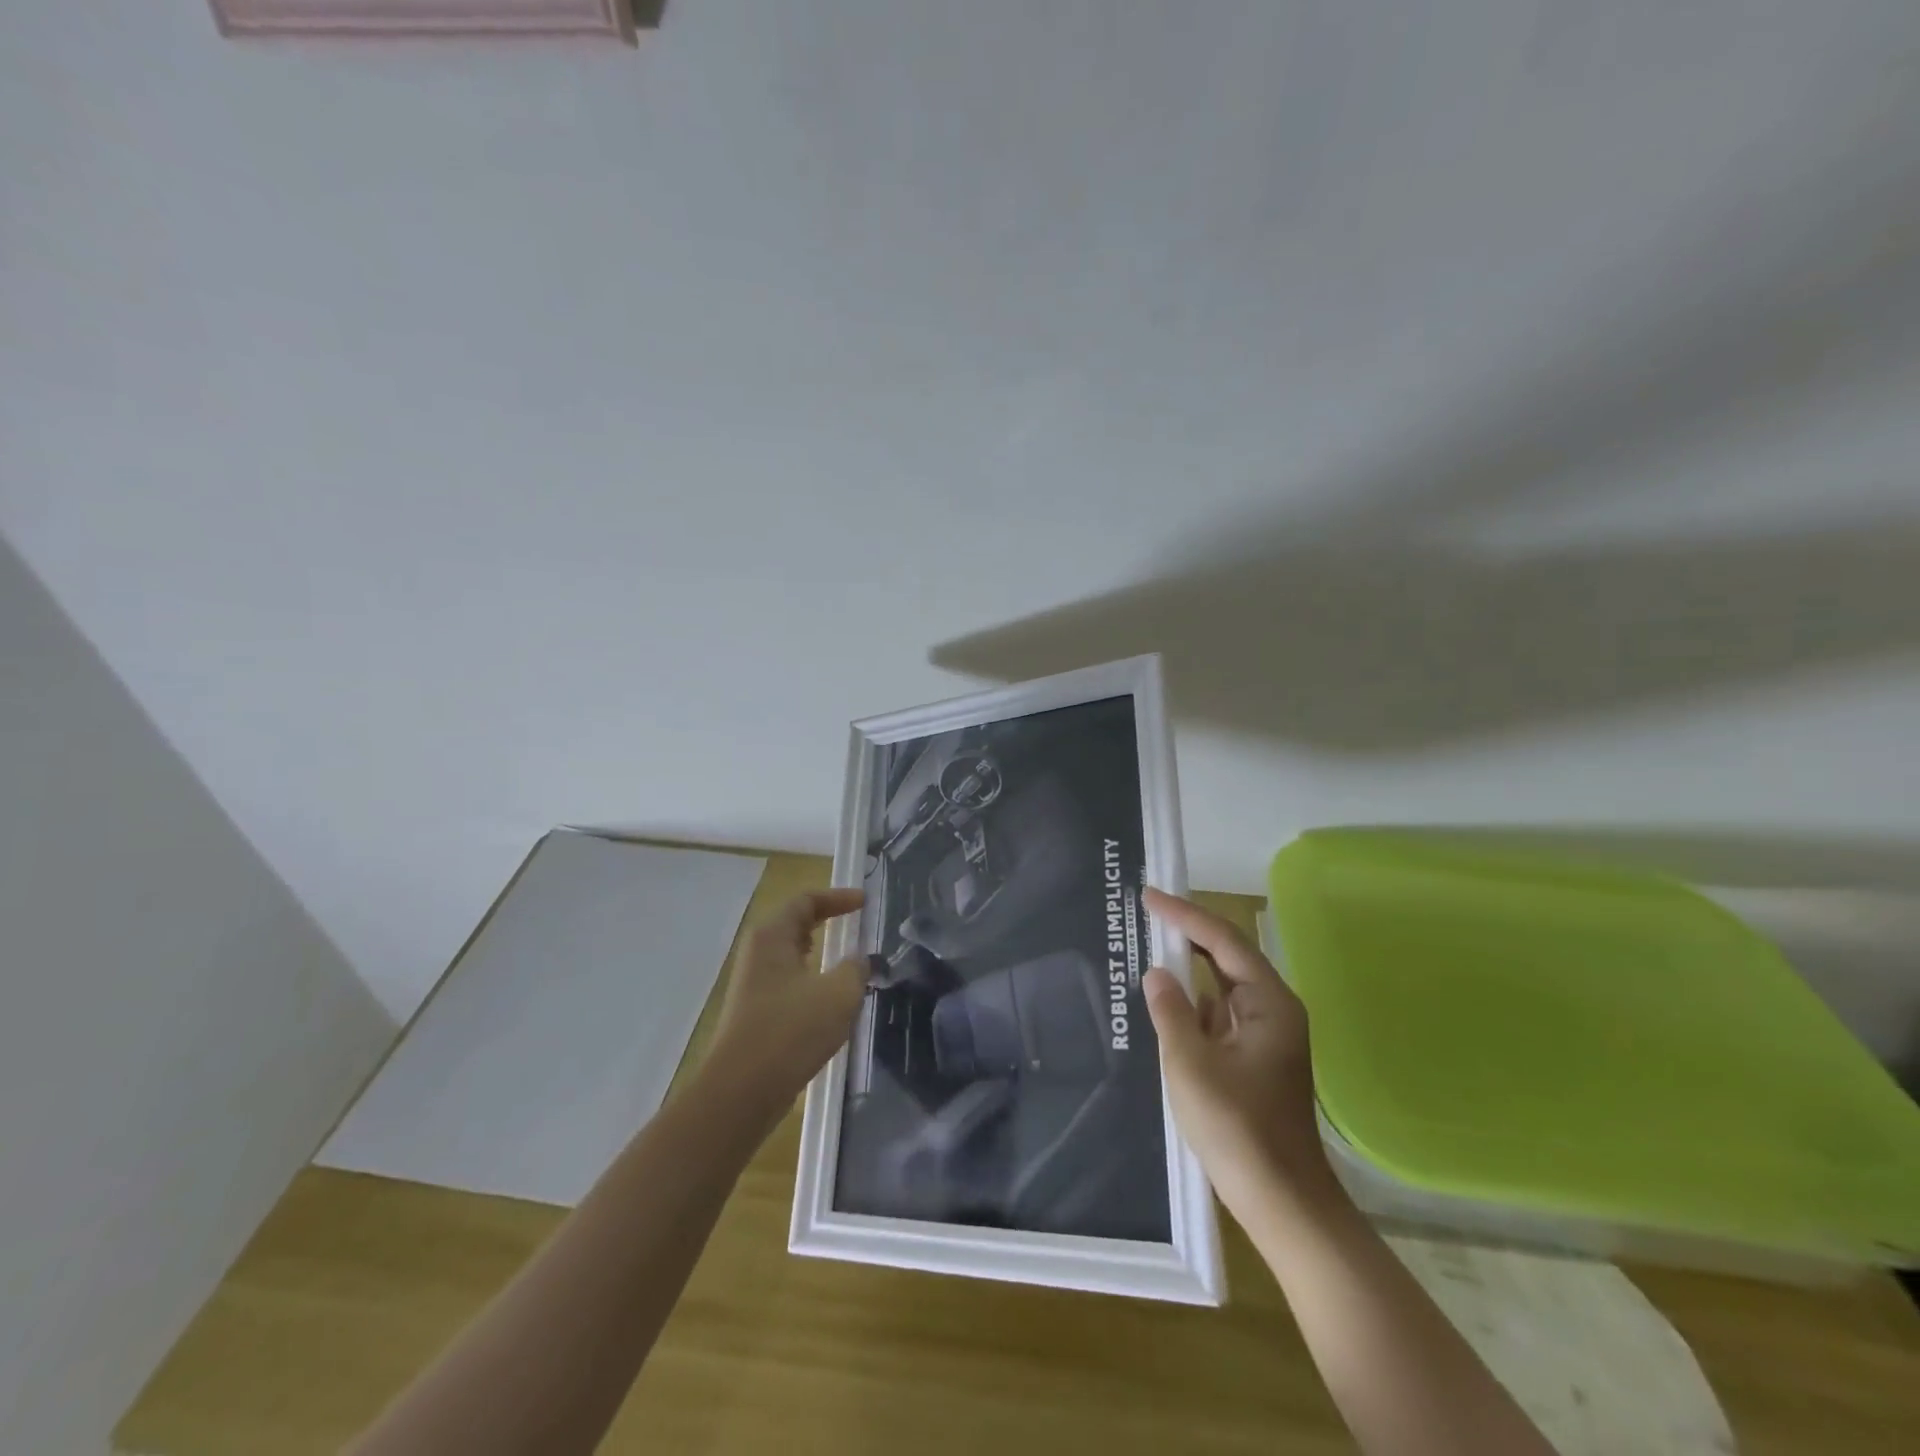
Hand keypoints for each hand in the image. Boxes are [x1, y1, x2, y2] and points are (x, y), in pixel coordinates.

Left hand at [705, 889, 869, 1117]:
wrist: (740, 1092)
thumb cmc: (790, 1031)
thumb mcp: (838, 993)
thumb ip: (856, 968)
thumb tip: (860, 960)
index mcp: (772, 936)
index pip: (806, 900)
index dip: (838, 897)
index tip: (865, 903)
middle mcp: (758, 953)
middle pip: (796, 924)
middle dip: (828, 921)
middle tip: (858, 925)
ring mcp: (753, 984)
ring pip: (792, 956)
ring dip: (821, 954)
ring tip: (850, 962)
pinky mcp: (756, 1013)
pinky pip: (789, 983)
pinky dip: (812, 980)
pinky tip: (831, 1002)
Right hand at [1142, 889, 1337, 1215]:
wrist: (1281, 1201)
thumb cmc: (1237, 1128)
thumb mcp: (1190, 1063)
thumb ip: (1171, 1010)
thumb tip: (1157, 974)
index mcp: (1269, 1003)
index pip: (1223, 941)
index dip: (1185, 914)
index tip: (1149, 896)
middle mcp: (1273, 1010)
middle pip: (1227, 956)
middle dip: (1188, 933)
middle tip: (1148, 913)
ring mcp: (1266, 1035)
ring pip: (1223, 986)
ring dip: (1190, 968)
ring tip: (1151, 948)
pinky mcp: (1254, 1058)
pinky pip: (1220, 1014)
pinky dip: (1193, 1002)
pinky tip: (1166, 1003)